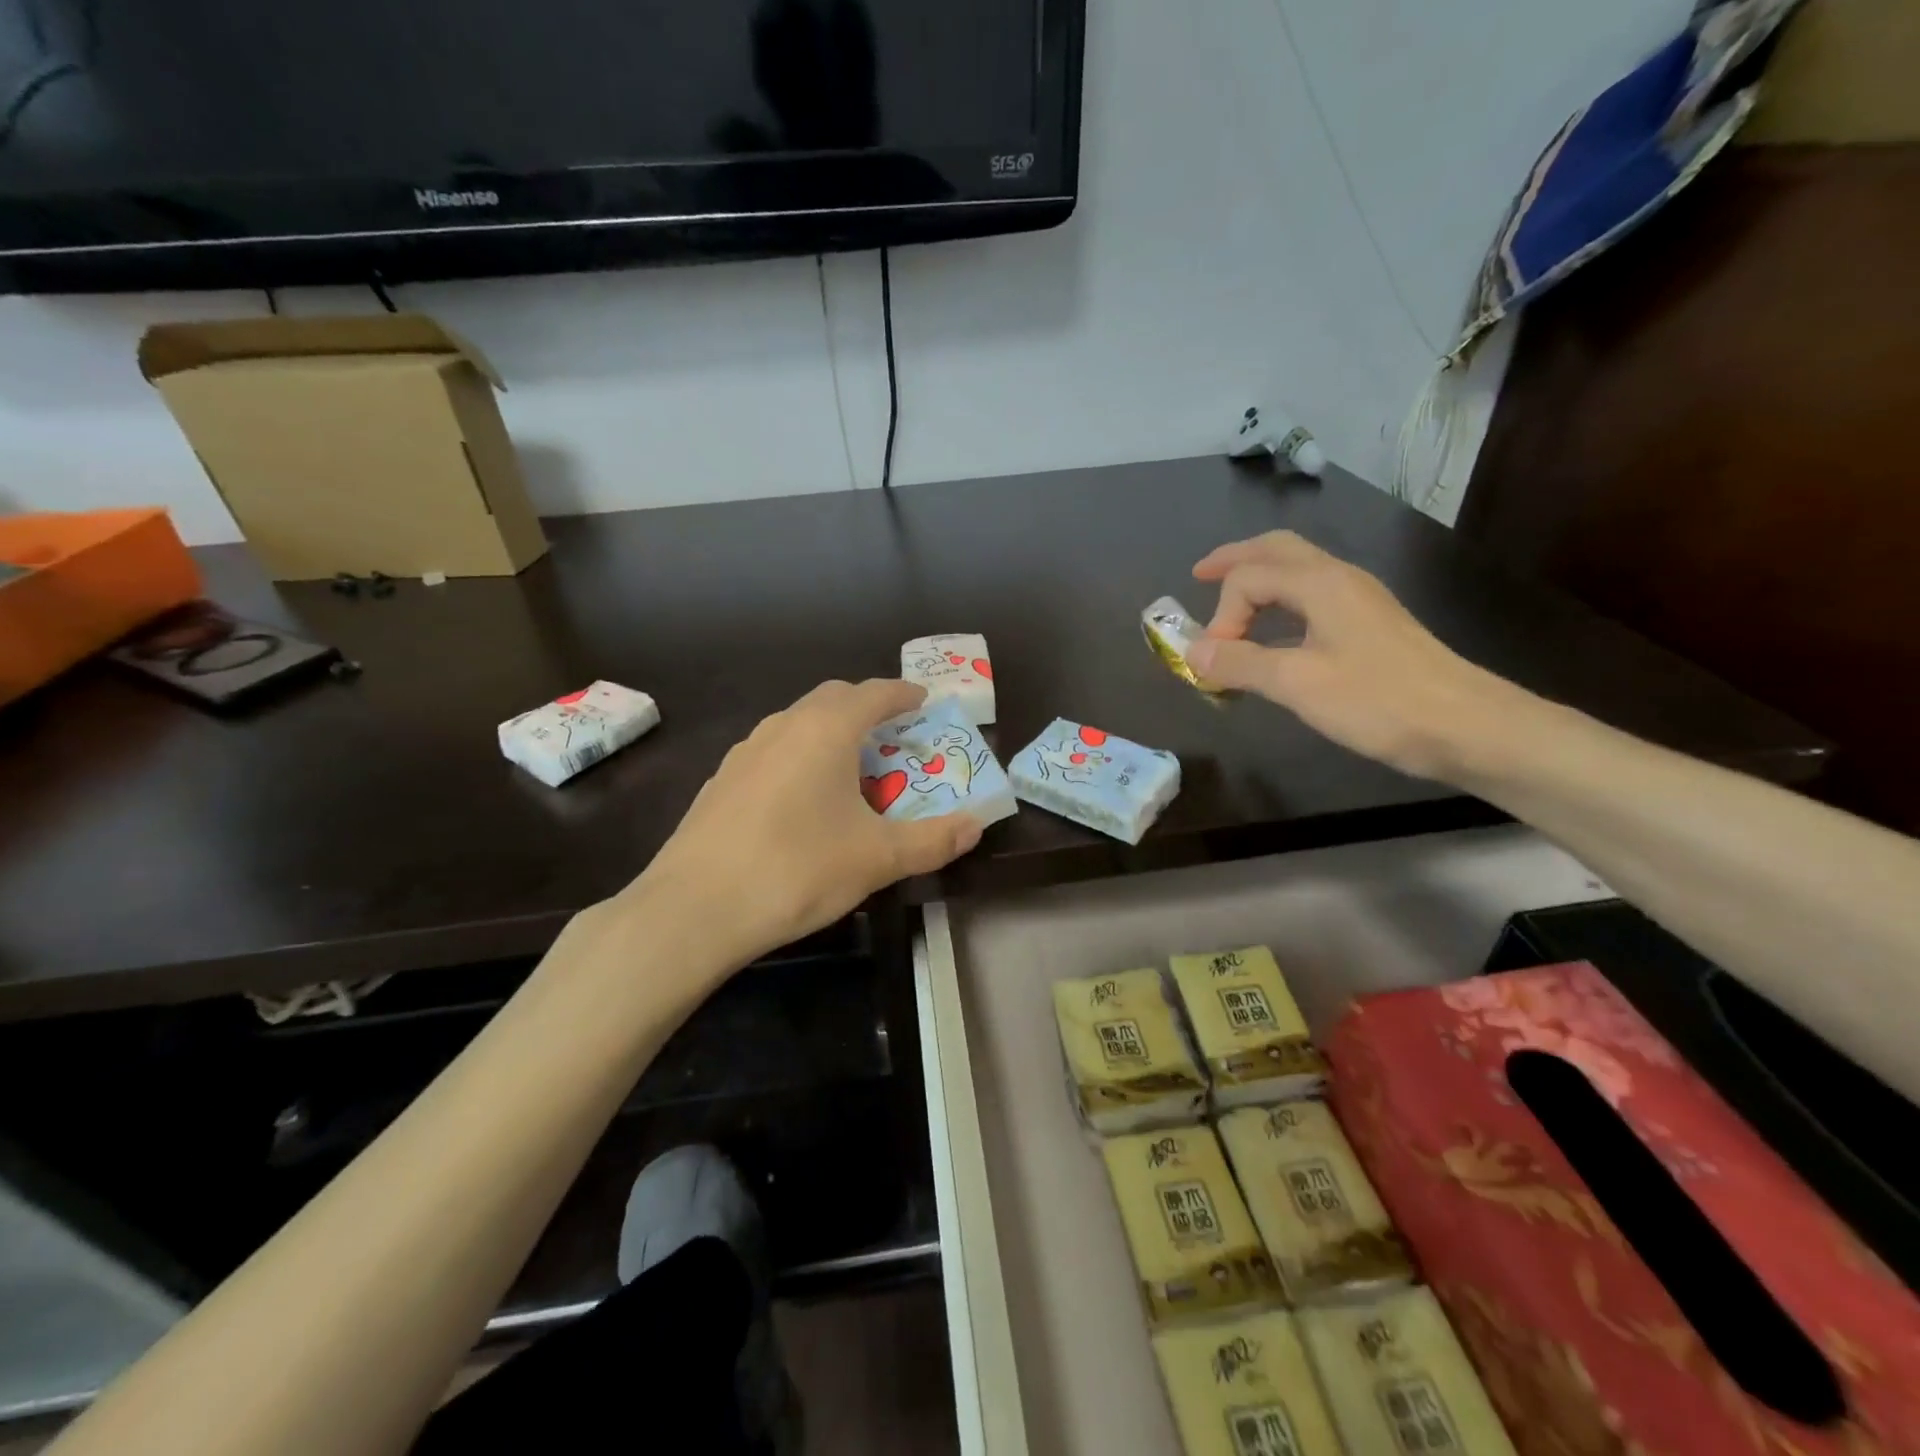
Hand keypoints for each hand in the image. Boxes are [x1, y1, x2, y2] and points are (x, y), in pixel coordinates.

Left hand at [628, 679, 981, 963]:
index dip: (903, 694)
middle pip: (833, 698)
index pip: (874, 693)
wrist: (694, 908)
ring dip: (830, 731)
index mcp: (826, 730)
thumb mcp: (877, 859)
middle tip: (893, 735)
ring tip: (851, 768)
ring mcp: (746, 751)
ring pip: (798, 722)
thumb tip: (976, 826)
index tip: (924, 702)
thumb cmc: (797, 870)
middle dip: (867, 707)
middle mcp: (784, 726)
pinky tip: (802, 799)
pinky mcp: (722, 780)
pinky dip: (800, 756)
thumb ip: (932, 841)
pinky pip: (773, 750)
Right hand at [1184, 531, 1525, 780]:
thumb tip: (1193, 651)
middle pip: (1277, 550)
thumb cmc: (1379, 701)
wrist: (1467, 727)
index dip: (1221, 616)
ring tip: (1230, 605)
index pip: (1248, 578)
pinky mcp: (1370, 627)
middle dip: (1234, 560)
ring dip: (1258, 581)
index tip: (1215, 663)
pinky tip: (1274, 636)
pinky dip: (1280, 606)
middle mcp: (1339, 579)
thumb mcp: (1297, 684)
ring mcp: (1359, 601)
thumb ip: (1240, 663)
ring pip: (1297, 572)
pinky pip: (1312, 599)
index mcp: (1320, 583)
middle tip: (1199, 575)